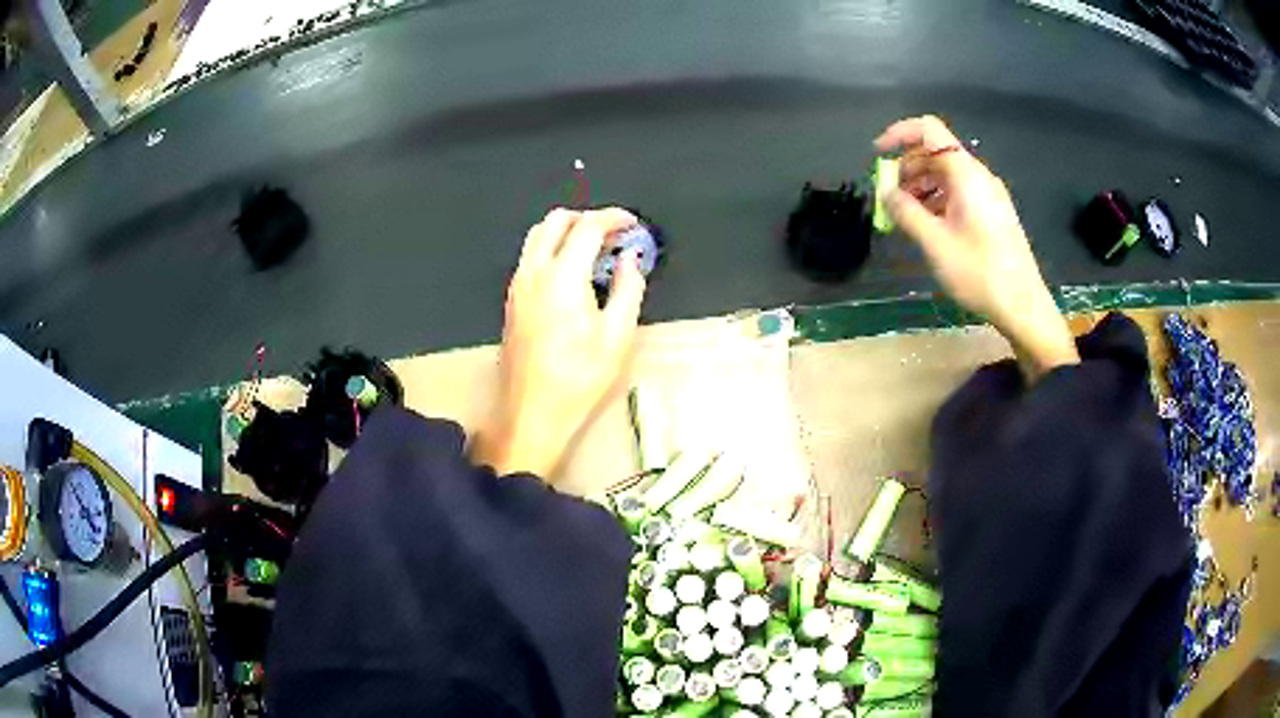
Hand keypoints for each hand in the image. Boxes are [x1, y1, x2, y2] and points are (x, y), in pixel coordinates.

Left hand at [473, 208, 646, 477]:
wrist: (531, 412)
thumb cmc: (578, 379)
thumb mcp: (617, 336)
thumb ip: (629, 288)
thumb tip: (631, 260)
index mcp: (563, 277)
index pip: (587, 227)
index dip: (613, 218)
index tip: (632, 225)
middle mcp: (534, 272)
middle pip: (556, 221)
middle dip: (588, 218)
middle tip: (614, 235)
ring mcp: (518, 285)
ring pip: (538, 236)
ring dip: (567, 231)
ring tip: (595, 251)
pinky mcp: (512, 300)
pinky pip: (530, 257)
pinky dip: (553, 249)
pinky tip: (573, 273)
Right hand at [875, 115, 1077, 380]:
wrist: (1023, 306)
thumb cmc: (980, 273)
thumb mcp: (935, 244)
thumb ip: (906, 212)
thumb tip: (885, 192)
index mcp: (966, 174)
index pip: (929, 130)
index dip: (899, 134)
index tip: (878, 156)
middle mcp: (979, 176)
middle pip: (936, 153)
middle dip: (907, 168)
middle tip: (889, 198)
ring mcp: (989, 195)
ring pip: (947, 174)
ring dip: (921, 187)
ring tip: (906, 216)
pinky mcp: (993, 213)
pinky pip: (960, 192)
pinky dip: (938, 200)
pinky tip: (929, 227)